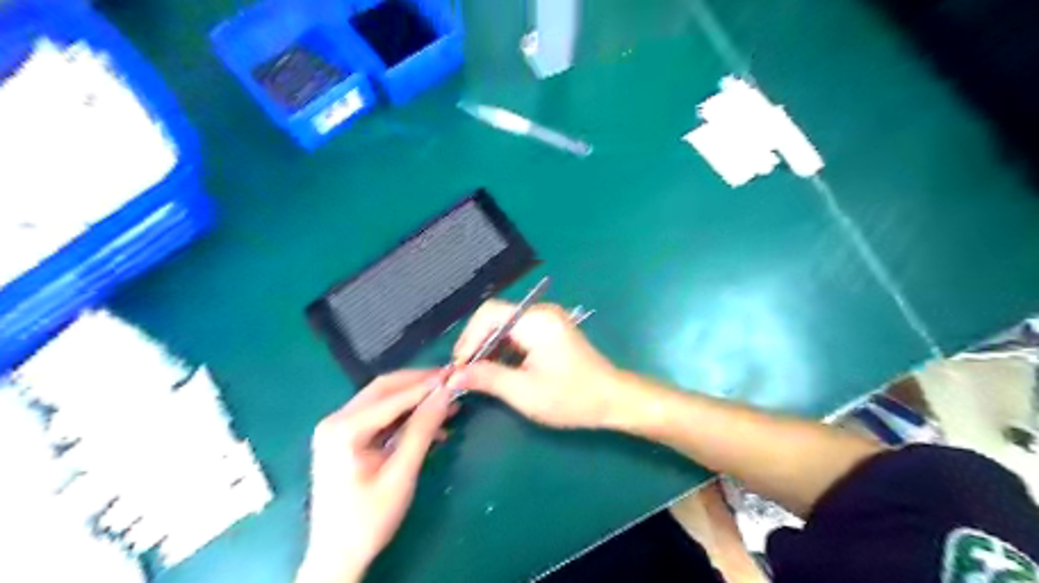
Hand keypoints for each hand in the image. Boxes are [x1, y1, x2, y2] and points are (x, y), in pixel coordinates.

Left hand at [293, 372, 453, 581]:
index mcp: (344, 429)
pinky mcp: (344, 436)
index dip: (426, 384)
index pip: (393, 396)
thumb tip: (445, 394)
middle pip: (384, 389)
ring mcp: (337, 427)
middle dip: (419, 384)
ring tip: (447, 403)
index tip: (455, 375)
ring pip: (383, 399)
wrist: (336, 556)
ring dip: (414, 399)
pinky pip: (379, 415)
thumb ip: (422, 431)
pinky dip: (404, 415)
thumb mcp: (401, 475)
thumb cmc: (368, 520)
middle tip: (451, 382)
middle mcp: (336, 420)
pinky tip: (429, 423)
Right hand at [450, 300, 624, 427]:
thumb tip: (454, 376)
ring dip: (489, 346)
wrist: (612, 399)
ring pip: (505, 324)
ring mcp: (547, 319)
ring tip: (477, 372)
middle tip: (465, 371)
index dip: (469, 338)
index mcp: (536, 321)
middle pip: (495, 316)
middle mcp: (541, 312)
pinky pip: (518, 330)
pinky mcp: (550, 329)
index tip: (460, 366)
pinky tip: (498, 367)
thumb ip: (487, 378)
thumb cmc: (572, 397)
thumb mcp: (525, 392)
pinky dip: (504, 347)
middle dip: (476, 342)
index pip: (489, 314)